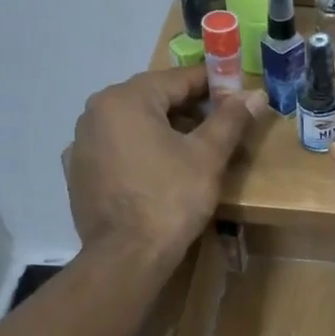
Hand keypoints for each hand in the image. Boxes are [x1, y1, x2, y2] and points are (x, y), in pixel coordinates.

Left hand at [65, 68, 267, 266]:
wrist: (126, 256)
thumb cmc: (170, 199)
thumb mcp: (207, 156)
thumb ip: (231, 119)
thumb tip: (256, 93)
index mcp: (124, 99)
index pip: (177, 79)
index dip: (213, 84)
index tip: (237, 94)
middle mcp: (95, 113)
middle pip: (152, 100)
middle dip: (188, 108)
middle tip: (221, 125)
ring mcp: (81, 145)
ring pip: (133, 125)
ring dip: (164, 130)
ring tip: (194, 150)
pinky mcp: (78, 174)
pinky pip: (116, 150)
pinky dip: (139, 152)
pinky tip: (158, 171)